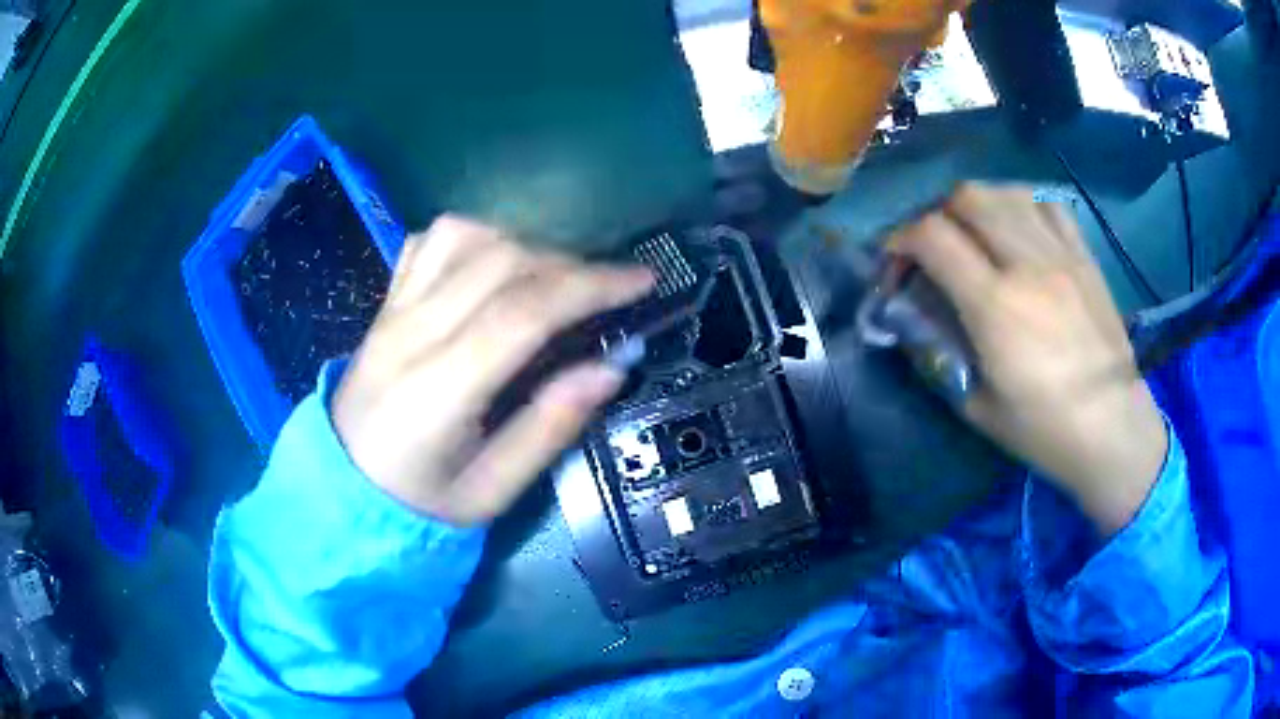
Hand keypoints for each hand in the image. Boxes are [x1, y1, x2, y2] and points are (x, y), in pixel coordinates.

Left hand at [332, 216, 653, 525]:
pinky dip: (475, 237)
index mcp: (437, 392)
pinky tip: (494, 265)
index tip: (642, 281)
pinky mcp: (385, 303)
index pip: (521, 312)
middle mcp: (410, 335)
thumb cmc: (421, 503)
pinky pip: (430, 242)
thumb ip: (550, 427)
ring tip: (552, 279)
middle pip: (498, 262)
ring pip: (463, 237)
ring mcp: (391, 311)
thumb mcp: (493, 491)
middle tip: (608, 289)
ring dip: (523, 244)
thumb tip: (612, 365)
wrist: (345, 489)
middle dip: (569, 264)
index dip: (590, 287)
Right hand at [894, 184, 1167, 535]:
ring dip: (979, 204)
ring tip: (976, 233)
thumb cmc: (1044, 431)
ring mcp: (1061, 256)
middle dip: (938, 213)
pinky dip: (1023, 207)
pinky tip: (1021, 231)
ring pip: (1007, 193)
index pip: (934, 236)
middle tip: (937, 245)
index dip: (902, 238)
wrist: (1113, 429)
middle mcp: (1026, 266)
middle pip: (968, 198)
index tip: (896, 259)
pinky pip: (1048, 206)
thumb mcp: (977, 407)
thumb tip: (917, 319)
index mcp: (995, 307)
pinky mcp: (1085, 258)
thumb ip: (943, 354)